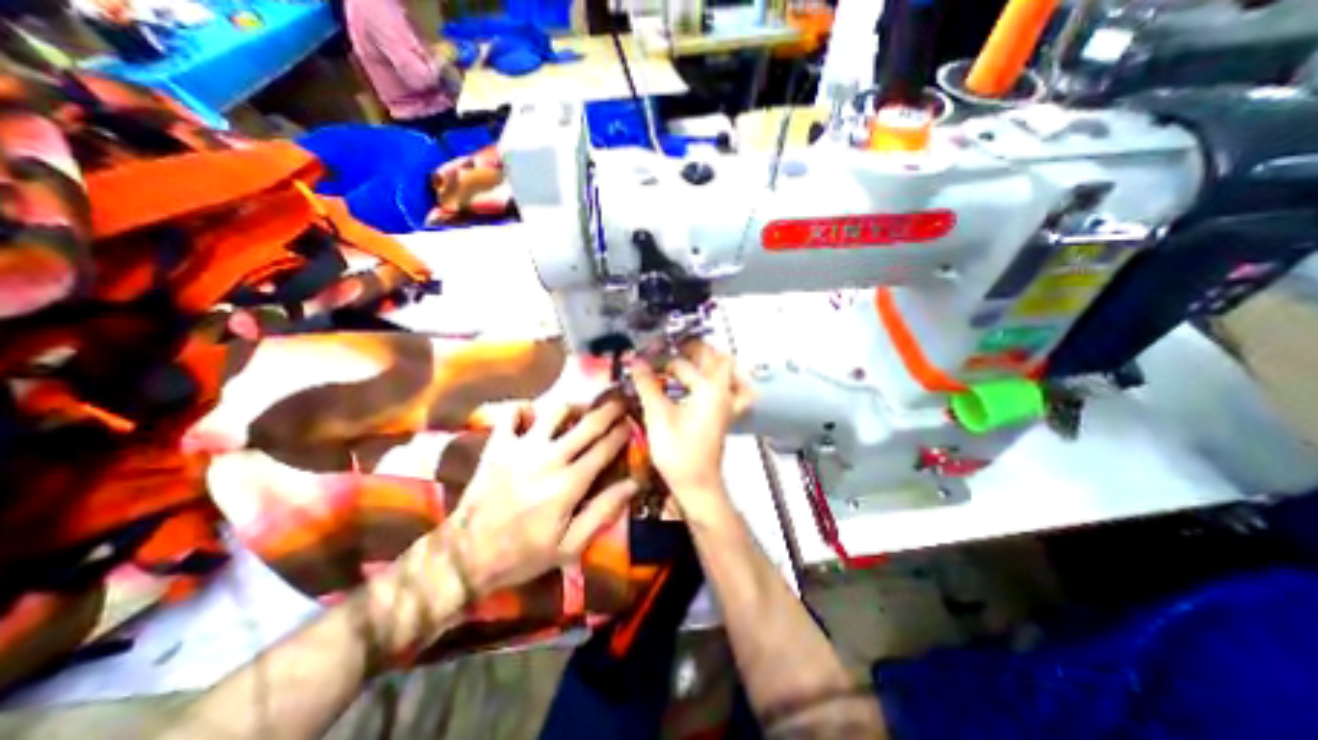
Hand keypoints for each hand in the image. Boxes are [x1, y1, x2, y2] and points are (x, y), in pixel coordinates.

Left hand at [441, 400, 637, 594]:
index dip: (621, 433)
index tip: (631, 423)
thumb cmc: (523, 553)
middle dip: (608, 410)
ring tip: (582, 407)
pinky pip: (512, 414)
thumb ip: (603, 511)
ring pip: (554, 411)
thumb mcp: (570, 545)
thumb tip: (633, 484)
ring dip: (573, 406)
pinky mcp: (498, 446)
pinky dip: (525, 410)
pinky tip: (534, 415)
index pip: (605, 448)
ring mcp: (521, 448)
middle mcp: (549, 458)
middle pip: (587, 424)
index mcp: (569, 483)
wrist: (466, 555)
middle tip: (619, 401)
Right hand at [637, 342, 756, 524]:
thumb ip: (648, 386)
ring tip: (687, 360)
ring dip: (708, 363)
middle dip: (696, 349)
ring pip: (727, 373)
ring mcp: (727, 405)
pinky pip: (728, 389)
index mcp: (711, 391)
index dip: (670, 354)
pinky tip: (698, 384)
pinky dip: (717, 380)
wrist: (697, 485)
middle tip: (672, 348)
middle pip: (718, 359)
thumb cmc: (678, 454)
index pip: (691, 362)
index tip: (651, 354)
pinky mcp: (723, 415)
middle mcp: (724, 394)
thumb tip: (635, 362)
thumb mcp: (658, 417)